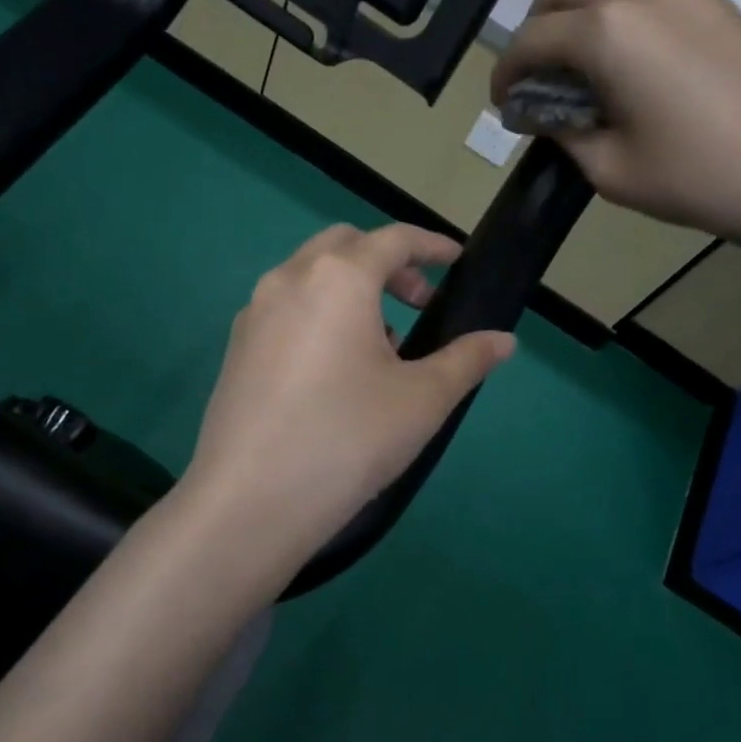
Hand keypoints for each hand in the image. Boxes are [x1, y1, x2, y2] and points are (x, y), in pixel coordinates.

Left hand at [179, 223, 514, 576]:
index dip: (431, 245)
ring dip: (351, 289)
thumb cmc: (349, 438)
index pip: (393, 239)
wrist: (251, 502)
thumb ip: (467, 360)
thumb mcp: (423, 399)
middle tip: (418, 303)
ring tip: (381, 344)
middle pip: (344, 246)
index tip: (457, 260)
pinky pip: (286, 310)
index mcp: (338, 278)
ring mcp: (254, 313)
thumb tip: (504, 341)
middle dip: (388, 263)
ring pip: (310, 277)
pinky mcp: (235, 349)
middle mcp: (288, 280)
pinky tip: (335, 369)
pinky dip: (319, 314)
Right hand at [493, 0, 740, 254]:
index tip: (503, 106)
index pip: (530, 40)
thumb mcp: (610, 170)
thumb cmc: (699, 178)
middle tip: (537, 78)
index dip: (505, 75)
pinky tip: (620, 33)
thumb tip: (540, 110)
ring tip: (575, 43)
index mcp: (605, 32)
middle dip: (534, 30)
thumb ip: (563, 131)